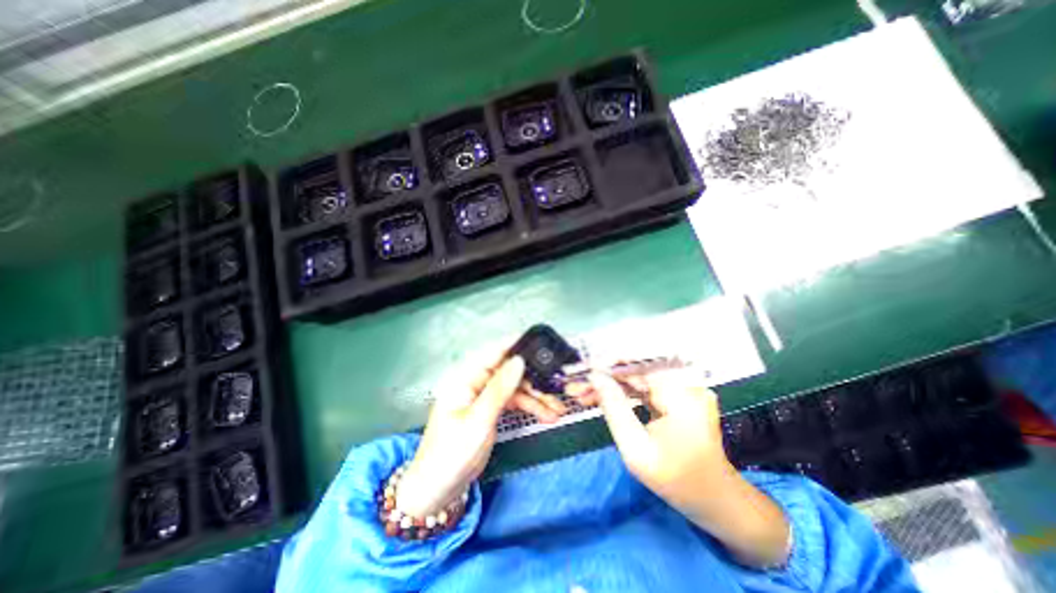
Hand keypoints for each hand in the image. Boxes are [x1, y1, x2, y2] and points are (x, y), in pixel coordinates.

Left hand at [394, 346, 560, 515]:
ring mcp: (484, 396)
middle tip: (556, 383)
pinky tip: (547, 414)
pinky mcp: (491, 410)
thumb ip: (500, 389)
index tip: (538, 340)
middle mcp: (475, 382)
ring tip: (557, 408)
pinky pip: (514, 401)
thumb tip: (518, 361)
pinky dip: (530, 407)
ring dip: (536, 397)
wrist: (440, 490)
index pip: (492, 353)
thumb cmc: (452, 453)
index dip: (514, 344)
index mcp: (464, 378)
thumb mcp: (478, 421)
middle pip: (508, 371)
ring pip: (515, 387)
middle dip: (533, 378)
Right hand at [566, 371, 731, 499]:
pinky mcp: (679, 395)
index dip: (609, 364)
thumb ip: (614, 408)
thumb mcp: (637, 449)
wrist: (715, 499)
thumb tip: (596, 377)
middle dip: (605, 377)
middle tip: (578, 385)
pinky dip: (624, 392)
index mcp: (682, 394)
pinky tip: (604, 397)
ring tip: (584, 393)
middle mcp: (686, 383)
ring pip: (638, 378)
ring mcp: (684, 388)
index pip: (639, 365)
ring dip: (611, 384)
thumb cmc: (677, 481)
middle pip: (637, 371)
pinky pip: (646, 387)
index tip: (584, 368)